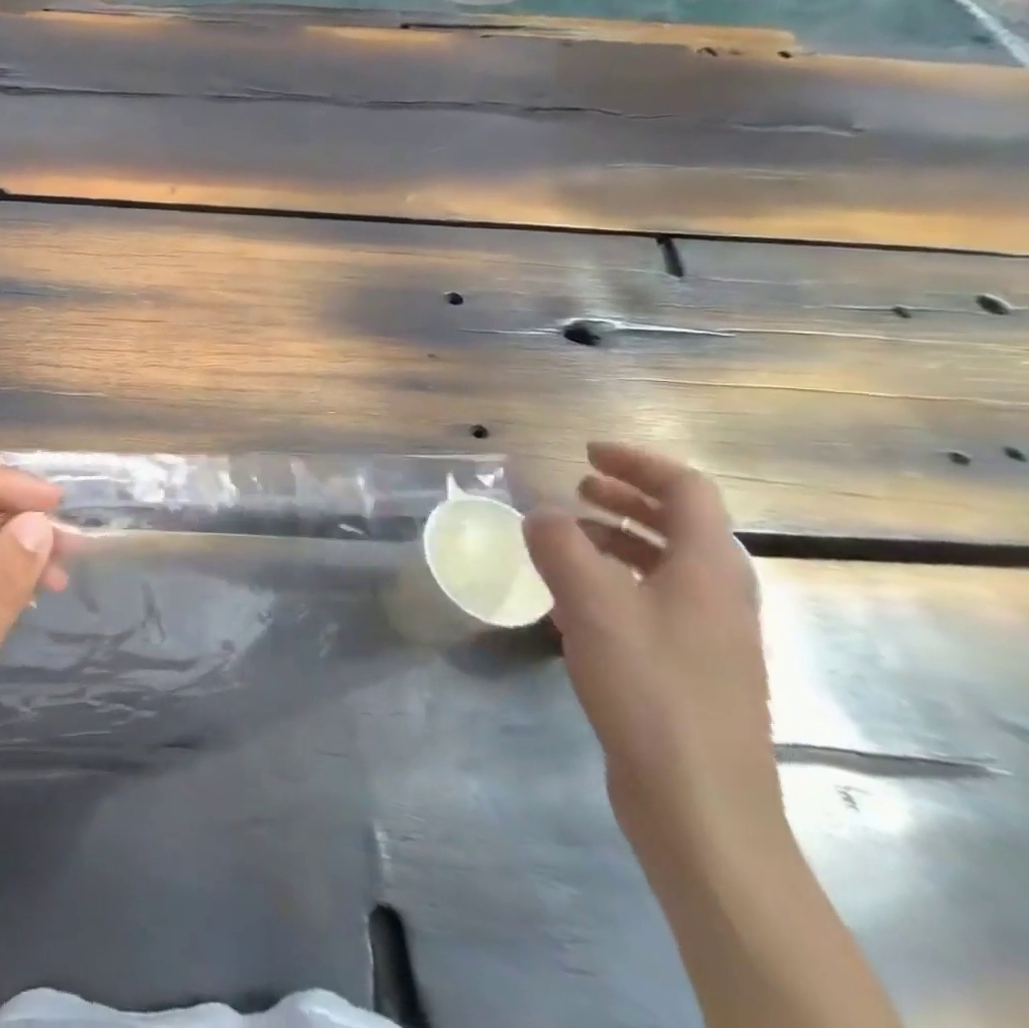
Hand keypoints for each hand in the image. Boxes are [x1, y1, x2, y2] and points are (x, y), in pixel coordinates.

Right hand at [523, 443, 776, 850]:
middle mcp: (718, 594)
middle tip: (575, 486)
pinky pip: (652, 600)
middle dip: (626, 496)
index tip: (584, 453)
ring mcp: (708, 635)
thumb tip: (540, 515)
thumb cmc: (650, 689)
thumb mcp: (592, 605)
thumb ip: (559, 547)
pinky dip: (614, 579)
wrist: (700, 804)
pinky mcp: (688, 668)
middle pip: (679, 523)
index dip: (636, 462)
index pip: (686, 490)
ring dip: (617, 537)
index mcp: (710, 568)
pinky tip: (571, 598)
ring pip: (664, 563)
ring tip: (566, 536)